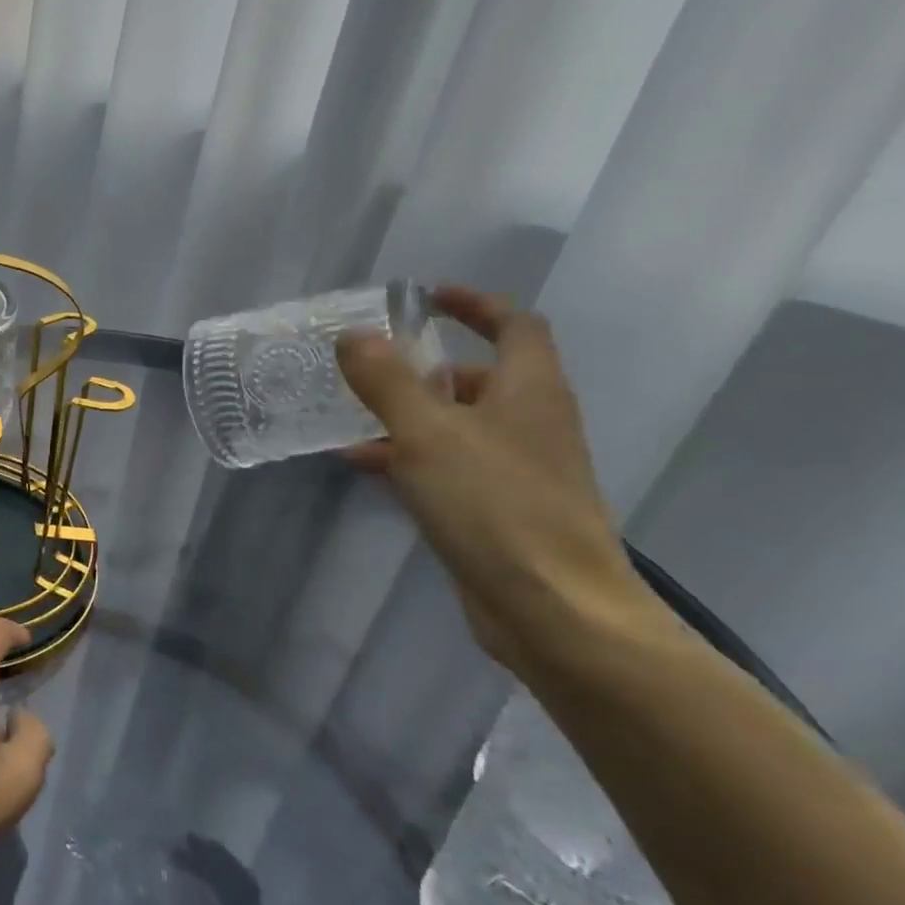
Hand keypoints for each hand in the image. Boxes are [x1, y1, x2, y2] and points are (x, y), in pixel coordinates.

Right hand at [122, 837, 339, 904]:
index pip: (224, 884)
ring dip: (223, 871)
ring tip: (194, 860)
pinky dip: (228, 891)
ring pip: (248, 896)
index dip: (203, 860)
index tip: (175, 848)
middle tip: (184, 843)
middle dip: (215, 857)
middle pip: (242, 883)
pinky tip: (204, 898)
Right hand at [336, 285, 641, 669]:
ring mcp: (519, 468)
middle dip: (428, 368)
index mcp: (530, 390)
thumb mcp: (427, 432)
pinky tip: (365, 465)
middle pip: (482, 378)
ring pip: (459, 425)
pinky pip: (450, 465)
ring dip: (410, 415)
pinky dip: (411, 456)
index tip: (426, 298)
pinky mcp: (500, 508)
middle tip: (373, 367)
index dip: (474, 305)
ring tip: (352, 417)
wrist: (551, 606)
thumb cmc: (494, 504)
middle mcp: (532, 422)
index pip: (515, 325)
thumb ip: (387, 381)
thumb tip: (355, 334)